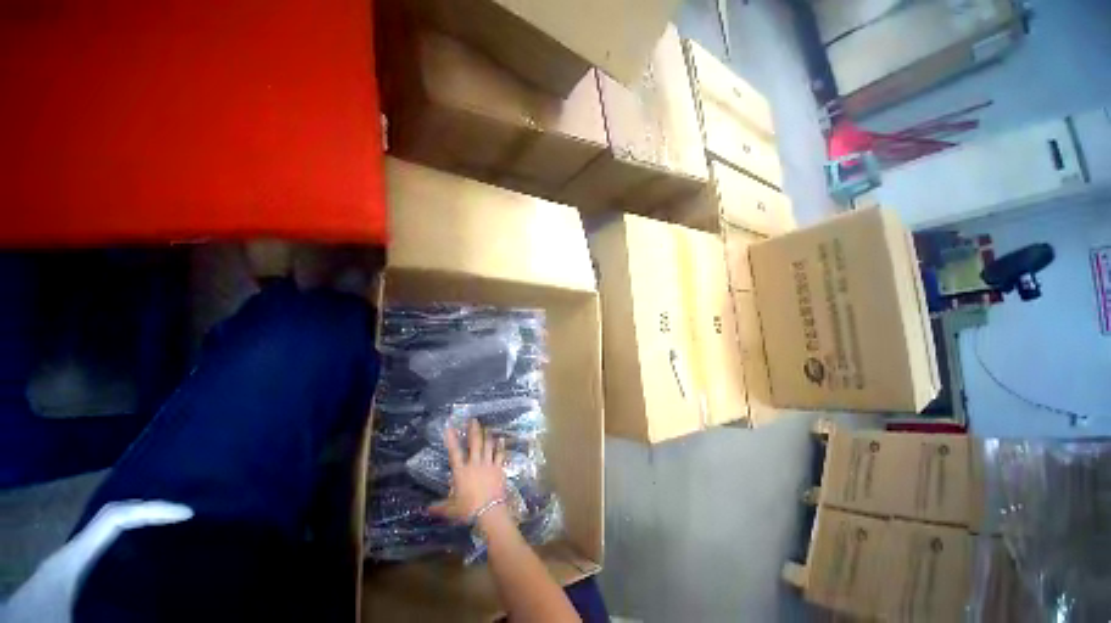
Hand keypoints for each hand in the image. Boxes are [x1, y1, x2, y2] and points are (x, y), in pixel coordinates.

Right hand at [429, 419, 506, 522]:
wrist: (489, 511)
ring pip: (488, 445)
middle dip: (474, 430)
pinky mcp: (498, 468)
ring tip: (486, 427)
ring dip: (487, 435)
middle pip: (474, 443)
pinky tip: (501, 439)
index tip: (450, 427)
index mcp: (461, 472)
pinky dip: (500, 446)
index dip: (451, 439)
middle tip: (473, 420)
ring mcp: (488, 464)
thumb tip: (427, 509)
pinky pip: (500, 454)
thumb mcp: (451, 509)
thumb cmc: (468, 509)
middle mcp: (474, 464)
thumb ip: (440, 506)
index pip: (454, 452)